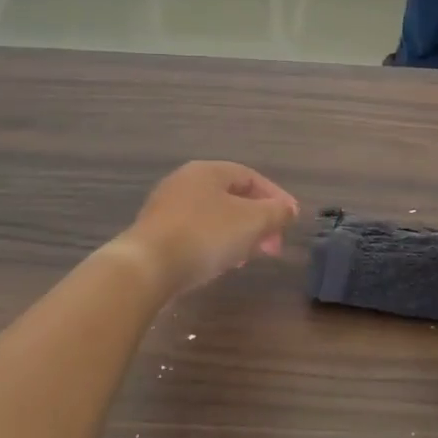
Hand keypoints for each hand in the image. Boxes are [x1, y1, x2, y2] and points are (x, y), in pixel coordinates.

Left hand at [115, 161, 299, 296]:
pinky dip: (215, 245)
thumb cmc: (205, 235)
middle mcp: (184, 182)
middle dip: (258, 221)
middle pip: (232, 197)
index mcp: (207, 171)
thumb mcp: (252, 222)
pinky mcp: (155, 233)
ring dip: (238, 235)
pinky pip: (195, 234)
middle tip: (273, 245)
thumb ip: (276, 212)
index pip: (251, 177)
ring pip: (214, 217)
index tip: (291, 221)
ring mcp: (166, 208)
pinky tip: (221, 264)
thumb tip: (288, 209)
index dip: (276, 198)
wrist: (147, 267)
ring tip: (248, 258)